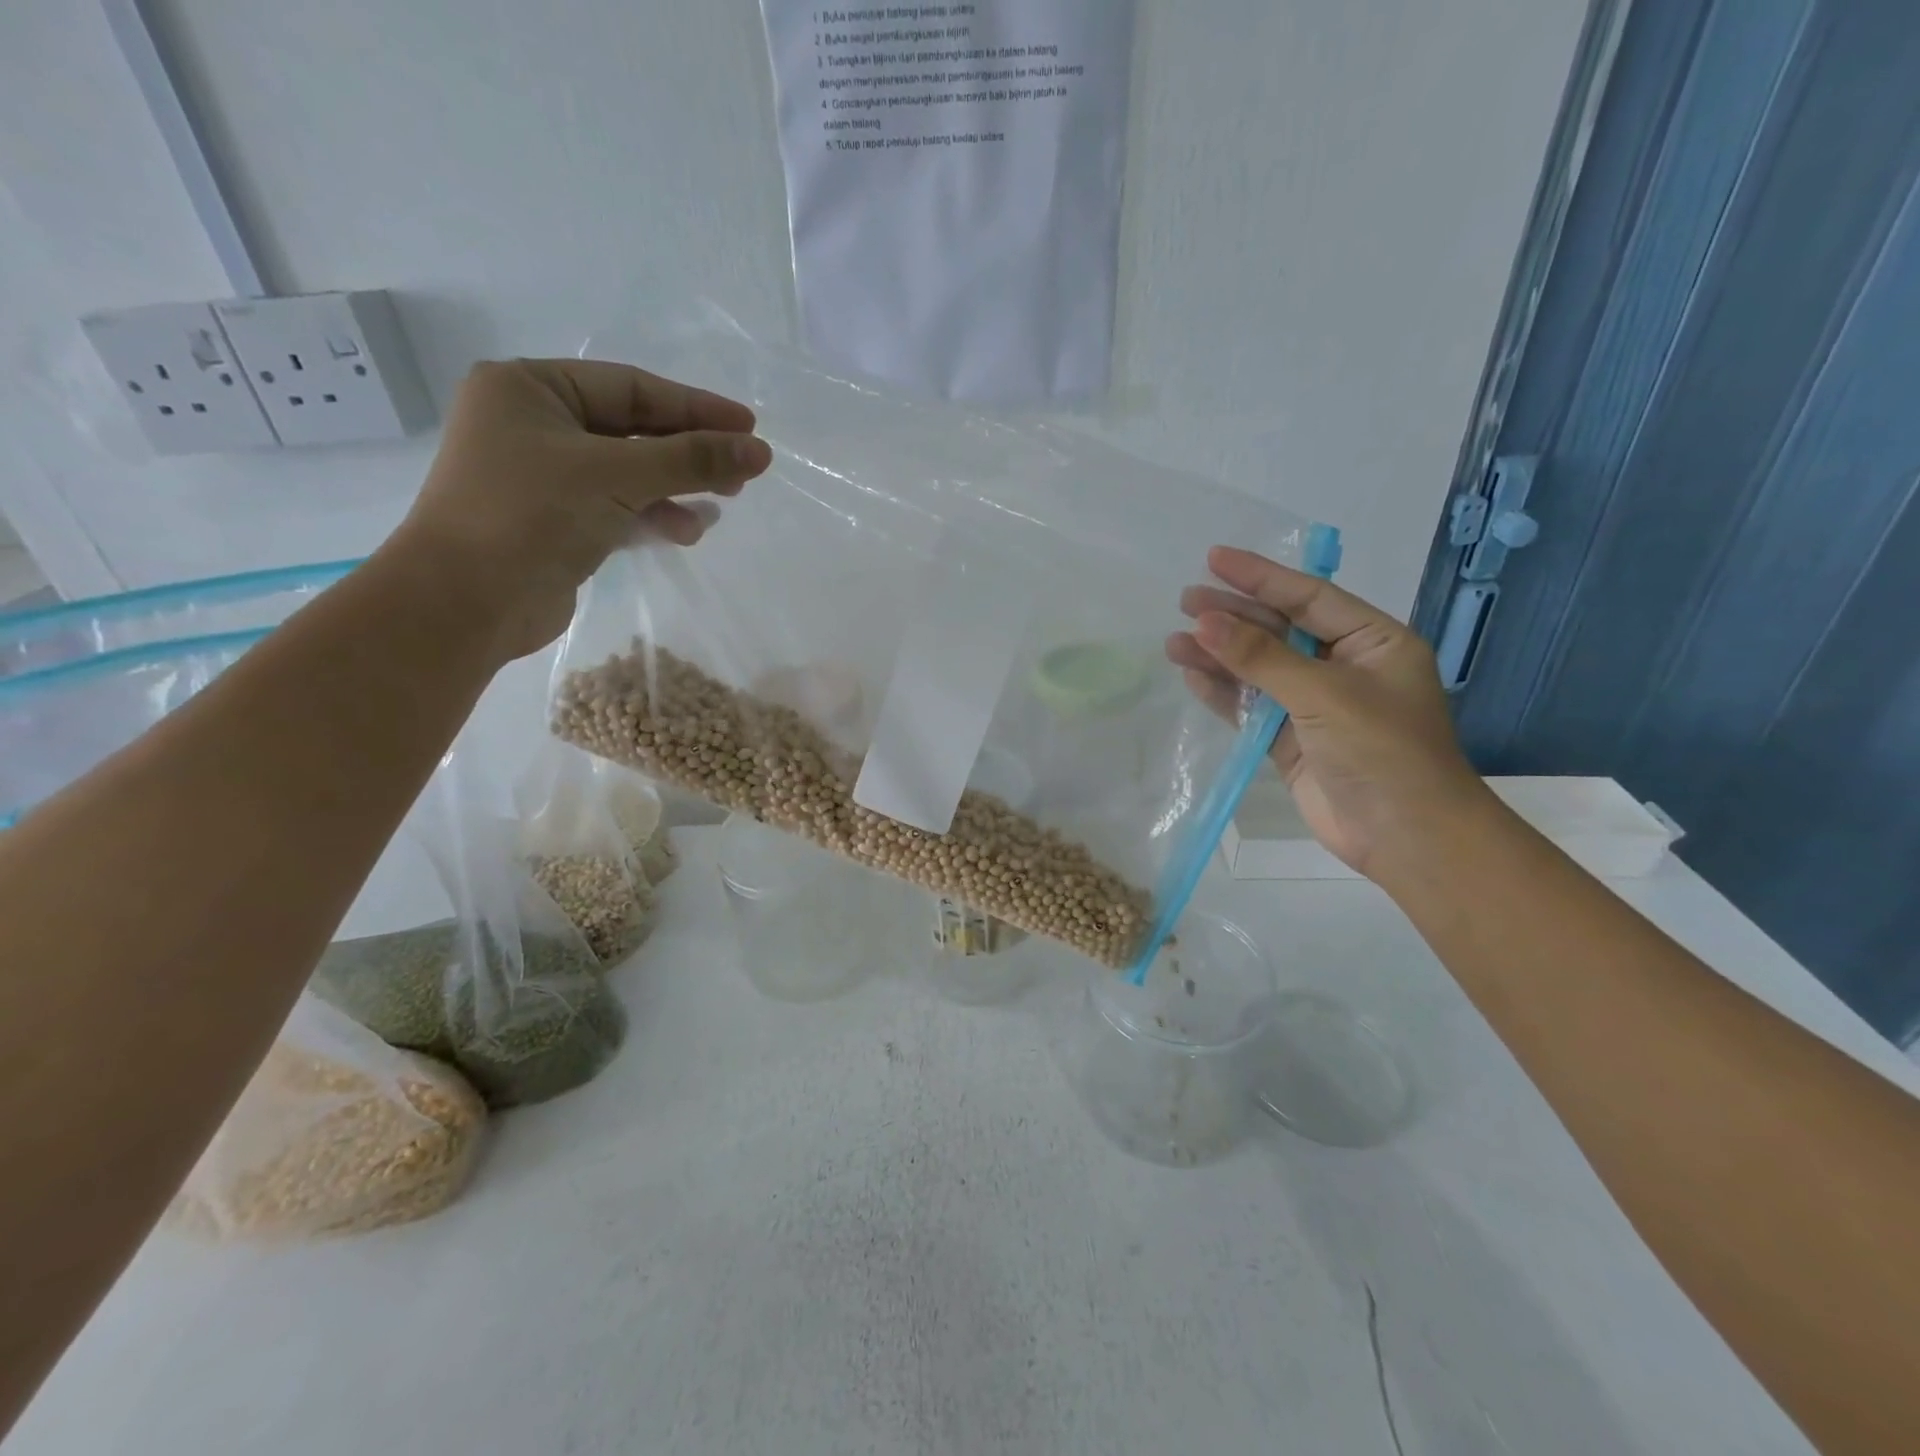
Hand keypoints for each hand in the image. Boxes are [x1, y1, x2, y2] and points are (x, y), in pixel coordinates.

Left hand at [388, 358, 771, 662]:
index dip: (695, 407)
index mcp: (530, 388)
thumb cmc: (531, 515)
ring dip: (677, 487)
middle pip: (634, 429)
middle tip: (743, 471)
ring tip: (722, 504)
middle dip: (690, 451)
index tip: (749, 428)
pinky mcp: (558, 522)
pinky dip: (654, 515)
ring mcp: (544, 477)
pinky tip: (687, 531)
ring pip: (630, 472)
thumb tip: (760, 451)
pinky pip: (619, 506)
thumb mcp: (617, 476)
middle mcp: (534, 424)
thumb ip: (691, 460)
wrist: (466, 603)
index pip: (631, 387)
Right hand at [1165, 546, 1490, 880]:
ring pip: (1258, 670)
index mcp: (1373, 642)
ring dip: (1219, 656)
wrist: (1405, 836)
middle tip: (1185, 601)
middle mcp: (1344, 667)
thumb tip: (1203, 623)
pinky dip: (1223, 693)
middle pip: (1279, 630)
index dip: (1261, 576)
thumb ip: (1261, 658)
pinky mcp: (1290, 741)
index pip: (1309, 597)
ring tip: (1174, 641)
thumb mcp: (1323, 693)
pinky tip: (1192, 676)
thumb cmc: (1381, 750)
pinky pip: (1251, 707)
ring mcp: (1315, 706)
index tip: (1215, 558)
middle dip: (1233, 616)